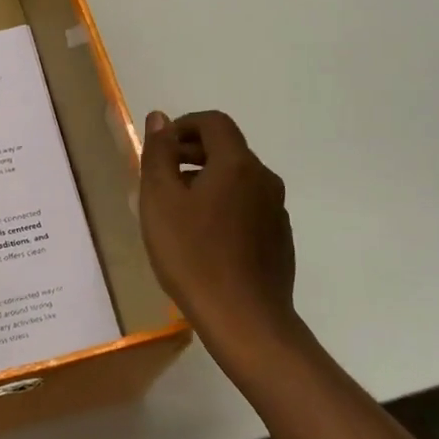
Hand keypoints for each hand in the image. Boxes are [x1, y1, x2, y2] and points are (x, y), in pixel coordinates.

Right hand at [139, 110, 301, 365]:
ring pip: (237, 180)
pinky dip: (224, 207)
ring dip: (206, 182)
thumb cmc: (194, 255)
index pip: (213, 123)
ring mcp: (276, 211)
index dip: (183, 126)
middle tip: (161, 179)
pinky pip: (248, 207)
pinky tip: (204, 240)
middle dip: (191, 154)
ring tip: (177, 212)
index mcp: (237, 164)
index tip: (160, 149)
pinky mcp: (279, 239)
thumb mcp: (160, 200)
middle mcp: (264, 179)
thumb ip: (159, 154)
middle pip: (227, 149)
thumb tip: (160, 118)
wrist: (245, 320)